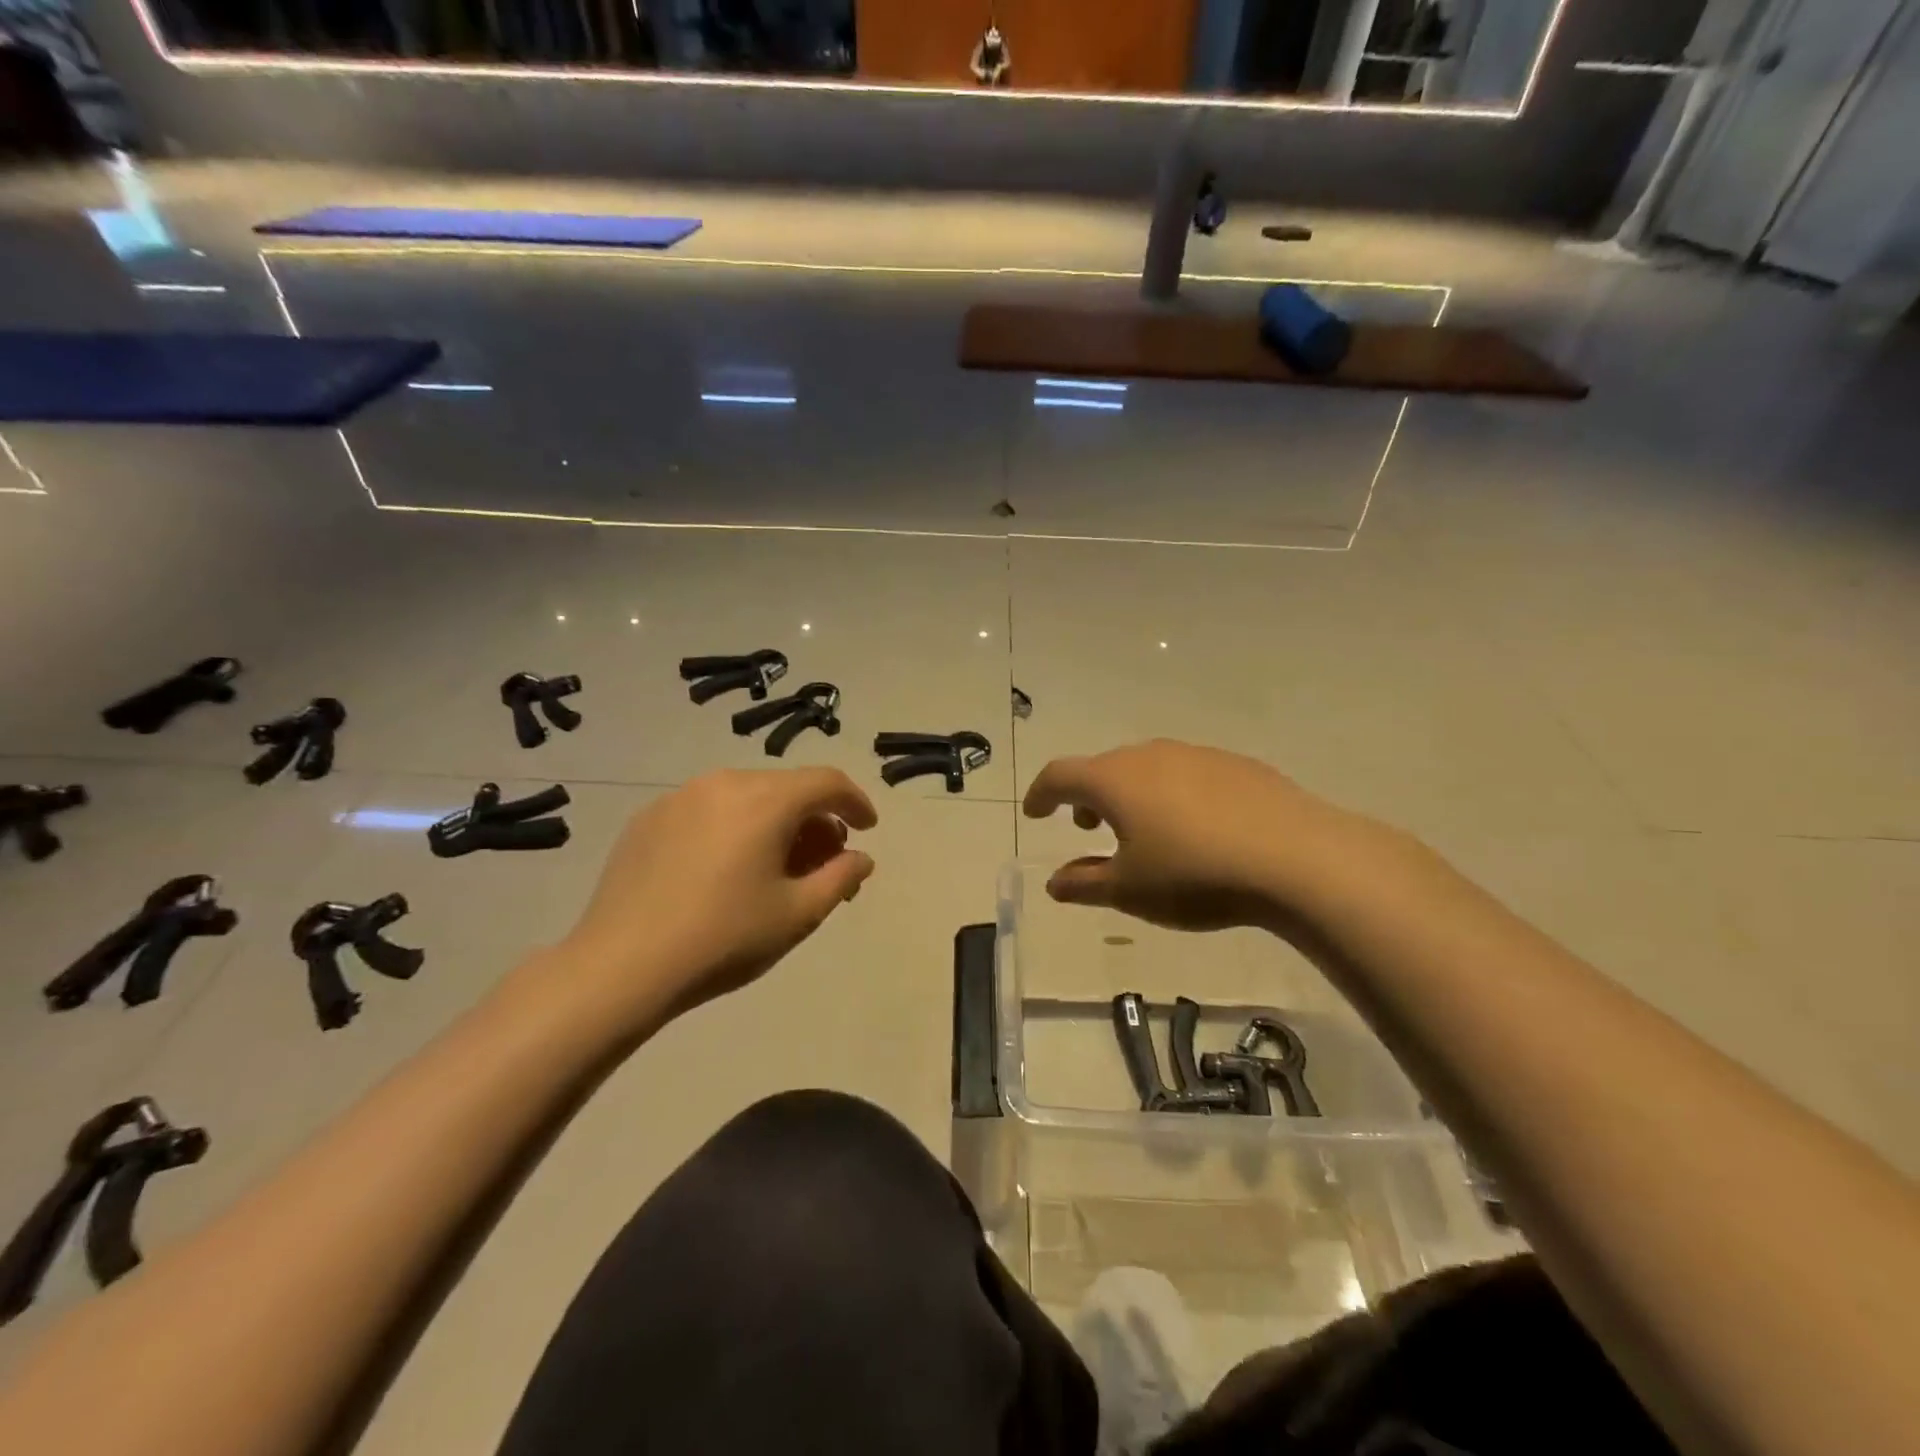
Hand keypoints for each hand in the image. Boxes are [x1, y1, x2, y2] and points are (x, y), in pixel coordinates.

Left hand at [547, 768, 876, 1032]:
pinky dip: (734, 828)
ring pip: (747, 797)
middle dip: (815, 820)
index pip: (827, 782)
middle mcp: (724, 782)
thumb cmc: (723, 938)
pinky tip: (725, 871)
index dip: (856, 802)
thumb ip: (841, 877)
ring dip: (775, 823)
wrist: (620, 967)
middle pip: (787, 788)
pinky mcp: (649, 818)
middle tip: (824, 863)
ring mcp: (680, 797)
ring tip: (775, 868)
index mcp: (765, 800)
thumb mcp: (798, 914)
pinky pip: (709, 811)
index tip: (868, 829)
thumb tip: (860, 857)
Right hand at [1022, 740, 1361, 931]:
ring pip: (1147, 768)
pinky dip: (1173, 794)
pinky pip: (1188, 774)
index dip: (1041, 794)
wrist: (1296, 858)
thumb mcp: (1130, 890)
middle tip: (1087, 825)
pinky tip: (1196, 828)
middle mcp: (1150, 755)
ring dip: (1131, 794)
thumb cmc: (1194, 875)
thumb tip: (1055, 882)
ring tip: (1141, 829)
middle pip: (1104, 768)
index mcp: (1114, 780)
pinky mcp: (1236, 765)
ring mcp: (1197, 755)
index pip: (1060, 775)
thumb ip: (1085, 884)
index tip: (1034, 812)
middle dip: (1088, 795)